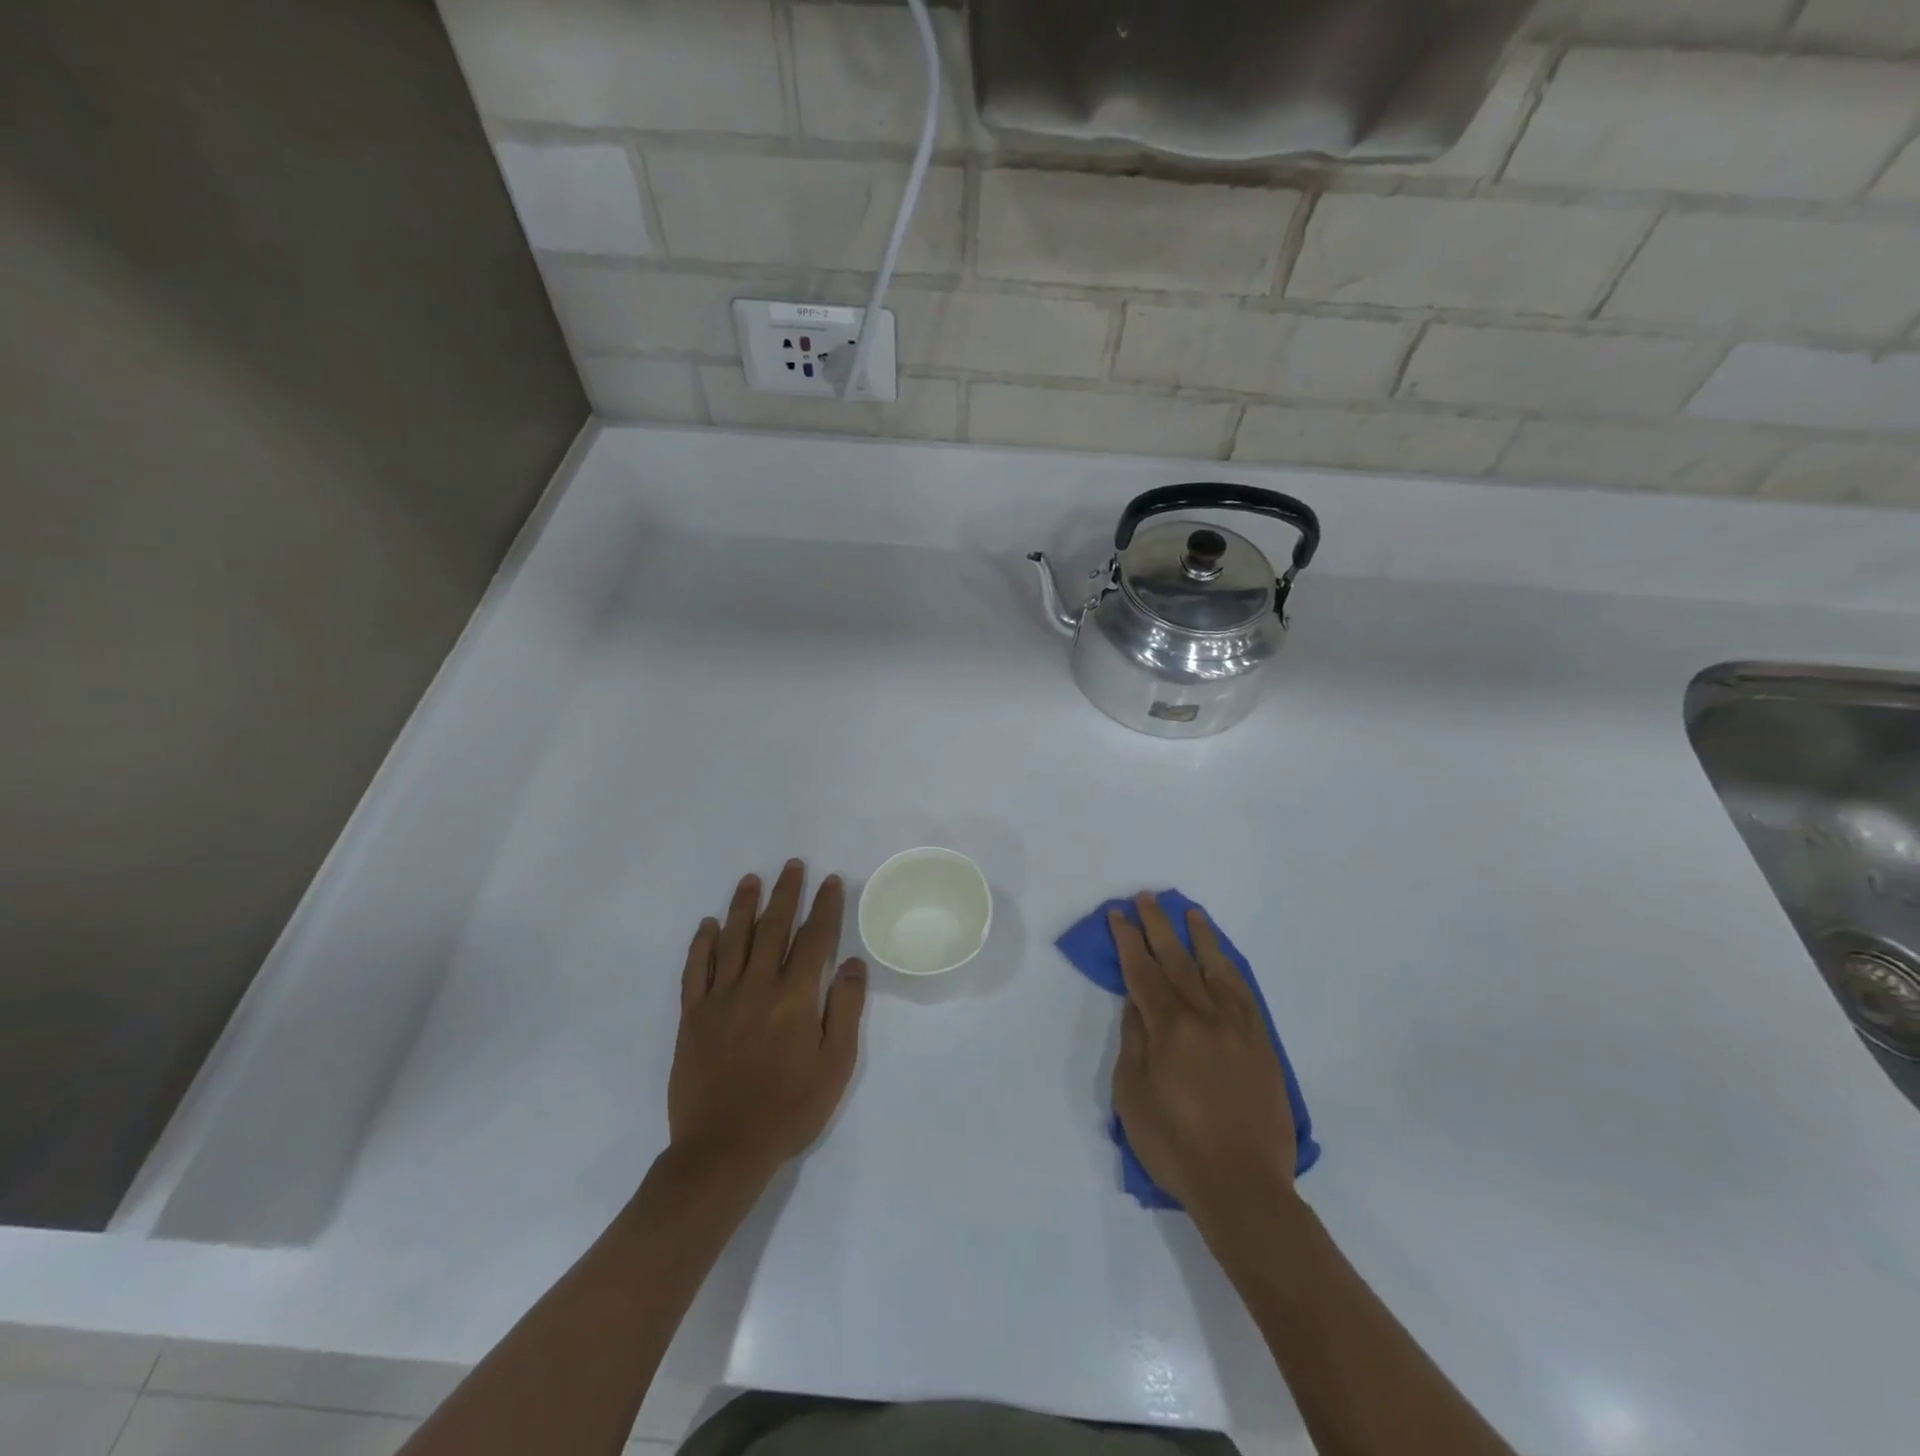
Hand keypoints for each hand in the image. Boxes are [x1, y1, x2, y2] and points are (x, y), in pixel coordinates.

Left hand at [668, 860, 867, 1184]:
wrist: (724, 1150)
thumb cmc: (789, 1109)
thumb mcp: (835, 1065)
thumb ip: (845, 1009)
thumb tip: (852, 963)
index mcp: (795, 997)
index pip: (814, 939)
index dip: (824, 907)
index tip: (830, 881)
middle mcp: (757, 987)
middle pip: (772, 928)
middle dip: (785, 893)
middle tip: (792, 865)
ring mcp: (720, 999)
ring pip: (733, 940)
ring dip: (743, 906)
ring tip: (751, 879)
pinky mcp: (692, 1017)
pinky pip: (695, 970)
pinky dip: (702, 944)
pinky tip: (708, 925)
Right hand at [1110, 893, 1297, 1224]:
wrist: (1243, 1186)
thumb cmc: (1175, 1145)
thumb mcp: (1133, 1095)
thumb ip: (1134, 1041)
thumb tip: (1136, 1003)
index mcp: (1169, 1028)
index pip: (1142, 971)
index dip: (1128, 939)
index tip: (1117, 914)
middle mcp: (1205, 1016)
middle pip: (1177, 959)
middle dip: (1158, 925)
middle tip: (1146, 897)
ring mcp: (1238, 1028)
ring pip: (1216, 969)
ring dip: (1199, 937)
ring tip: (1190, 912)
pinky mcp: (1262, 1045)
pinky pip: (1245, 994)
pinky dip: (1231, 969)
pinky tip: (1223, 959)